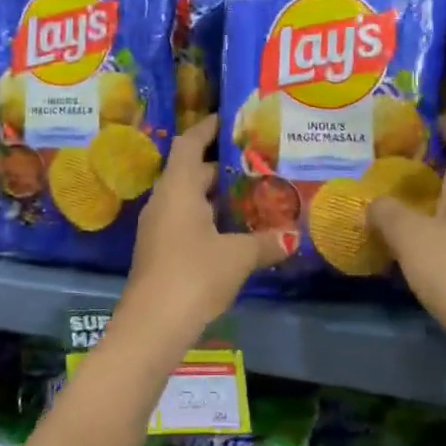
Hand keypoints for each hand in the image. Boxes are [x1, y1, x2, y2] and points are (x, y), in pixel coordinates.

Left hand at [120, 115, 288, 349]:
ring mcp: (158, 228)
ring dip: (215, 196)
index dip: (208, 128)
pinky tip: (234, 231)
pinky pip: (186, 222)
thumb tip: (293, 236)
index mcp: (178, 188)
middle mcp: (164, 201)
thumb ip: (266, 242)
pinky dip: (209, 219)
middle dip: (221, 166)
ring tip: (252, 194)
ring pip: (189, 199)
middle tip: (256, 162)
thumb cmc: (195, 274)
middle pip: (191, 171)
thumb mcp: (238, 256)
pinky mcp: (160, 252)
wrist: (153, 325)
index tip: (231, 120)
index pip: (190, 143)